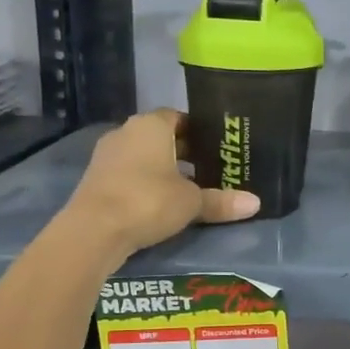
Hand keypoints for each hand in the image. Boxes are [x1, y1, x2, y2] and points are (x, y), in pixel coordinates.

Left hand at [68, 110, 258, 258]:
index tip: (216, 147)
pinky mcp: (95, 179)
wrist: (93, 230)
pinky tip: (160, 202)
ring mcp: (106, 155)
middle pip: (160, 137)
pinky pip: (128, 174)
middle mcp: (126, 132)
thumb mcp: (191, 202)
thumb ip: (221, 201)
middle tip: (209, 169)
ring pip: (143, 156)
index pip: (178, 117)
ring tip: (188, 188)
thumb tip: (256, 203)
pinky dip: (144, 183)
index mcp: (151, 125)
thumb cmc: (148, 201)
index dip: (198, 131)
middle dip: (183, 151)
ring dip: (162, 168)